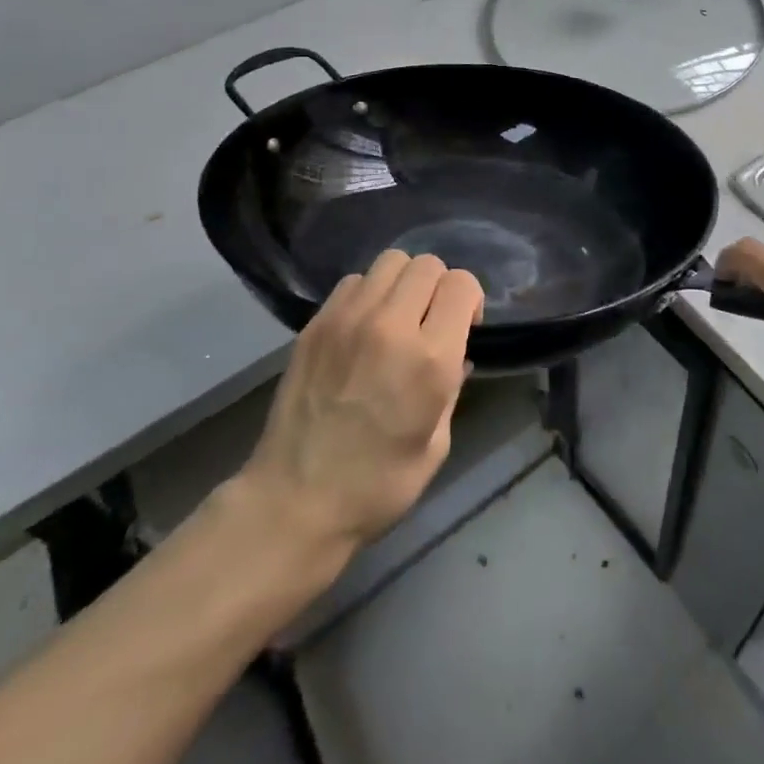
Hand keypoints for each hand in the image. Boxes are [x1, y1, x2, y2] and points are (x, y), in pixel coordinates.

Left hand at [235, 251, 483, 561]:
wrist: (294, 501)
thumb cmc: (377, 486)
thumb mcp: (437, 443)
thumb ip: (451, 387)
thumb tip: (454, 355)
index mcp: (430, 360)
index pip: (461, 284)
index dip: (470, 300)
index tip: (464, 326)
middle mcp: (390, 326)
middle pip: (427, 264)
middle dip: (439, 287)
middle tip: (431, 321)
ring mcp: (347, 320)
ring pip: (390, 261)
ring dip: (403, 283)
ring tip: (397, 317)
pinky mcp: (315, 324)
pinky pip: (354, 282)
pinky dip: (369, 293)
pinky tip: (364, 327)